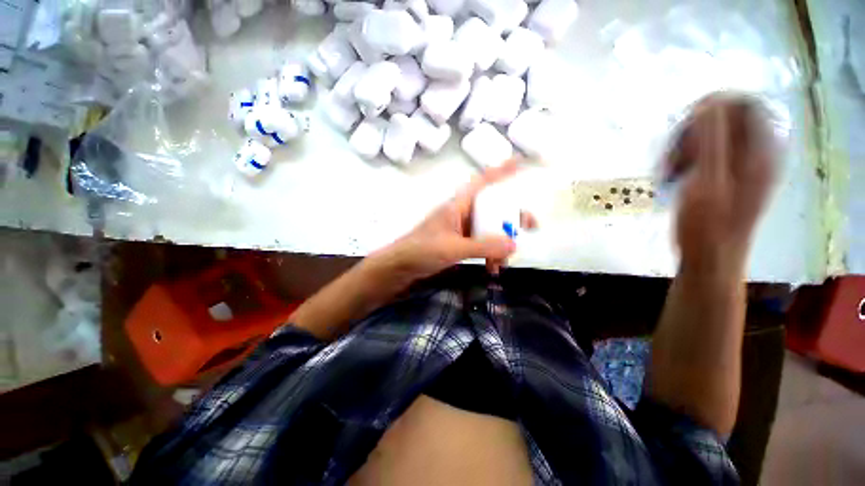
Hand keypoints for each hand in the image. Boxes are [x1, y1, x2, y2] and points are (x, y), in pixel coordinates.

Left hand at [374, 159, 531, 284]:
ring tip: (503, 262)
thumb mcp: (453, 248)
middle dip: (511, 218)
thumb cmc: (421, 251)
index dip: (501, 171)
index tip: (520, 162)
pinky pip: (482, 244)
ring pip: (489, 229)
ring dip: (500, 243)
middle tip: (531, 227)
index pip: (483, 182)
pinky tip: (492, 268)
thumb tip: (514, 243)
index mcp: (458, 205)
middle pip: (493, 208)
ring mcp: (462, 229)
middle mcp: (462, 213)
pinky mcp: (460, 243)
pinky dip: (489, 254)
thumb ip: (483, 246)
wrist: (400, 267)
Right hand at [665, 93, 776, 273]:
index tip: (685, 122)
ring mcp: (742, 166)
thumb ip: (711, 141)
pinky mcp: (727, 178)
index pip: (746, 104)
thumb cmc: (707, 223)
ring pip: (713, 138)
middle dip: (693, 132)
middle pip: (727, 120)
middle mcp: (756, 153)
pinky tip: (674, 176)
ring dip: (685, 148)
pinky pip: (707, 154)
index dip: (715, 105)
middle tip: (671, 155)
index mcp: (760, 151)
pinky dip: (687, 160)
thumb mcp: (708, 180)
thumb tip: (709, 105)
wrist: (709, 256)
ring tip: (668, 170)